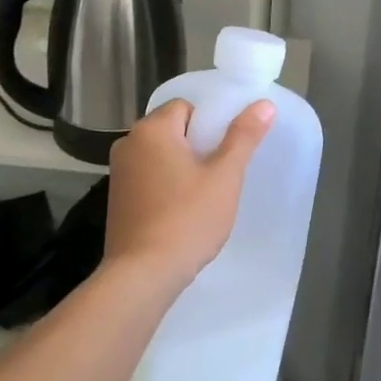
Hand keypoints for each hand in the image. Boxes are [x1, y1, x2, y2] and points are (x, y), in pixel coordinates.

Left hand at [104, 97, 275, 290]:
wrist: (143, 275)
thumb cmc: (187, 219)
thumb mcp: (224, 176)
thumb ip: (243, 136)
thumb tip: (264, 104)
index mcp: (152, 129)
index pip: (186, 107)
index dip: (209, 126)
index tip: (223, 153)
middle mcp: (128, 143)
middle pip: (172, 130)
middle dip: (196, 148)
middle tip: (218, 177)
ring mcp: (118, 173)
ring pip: (160, 156)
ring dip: (181, 168)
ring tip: (202, 198)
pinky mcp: (116, 200)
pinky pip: (148, 178)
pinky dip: (165, 187)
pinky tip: (180, 213)